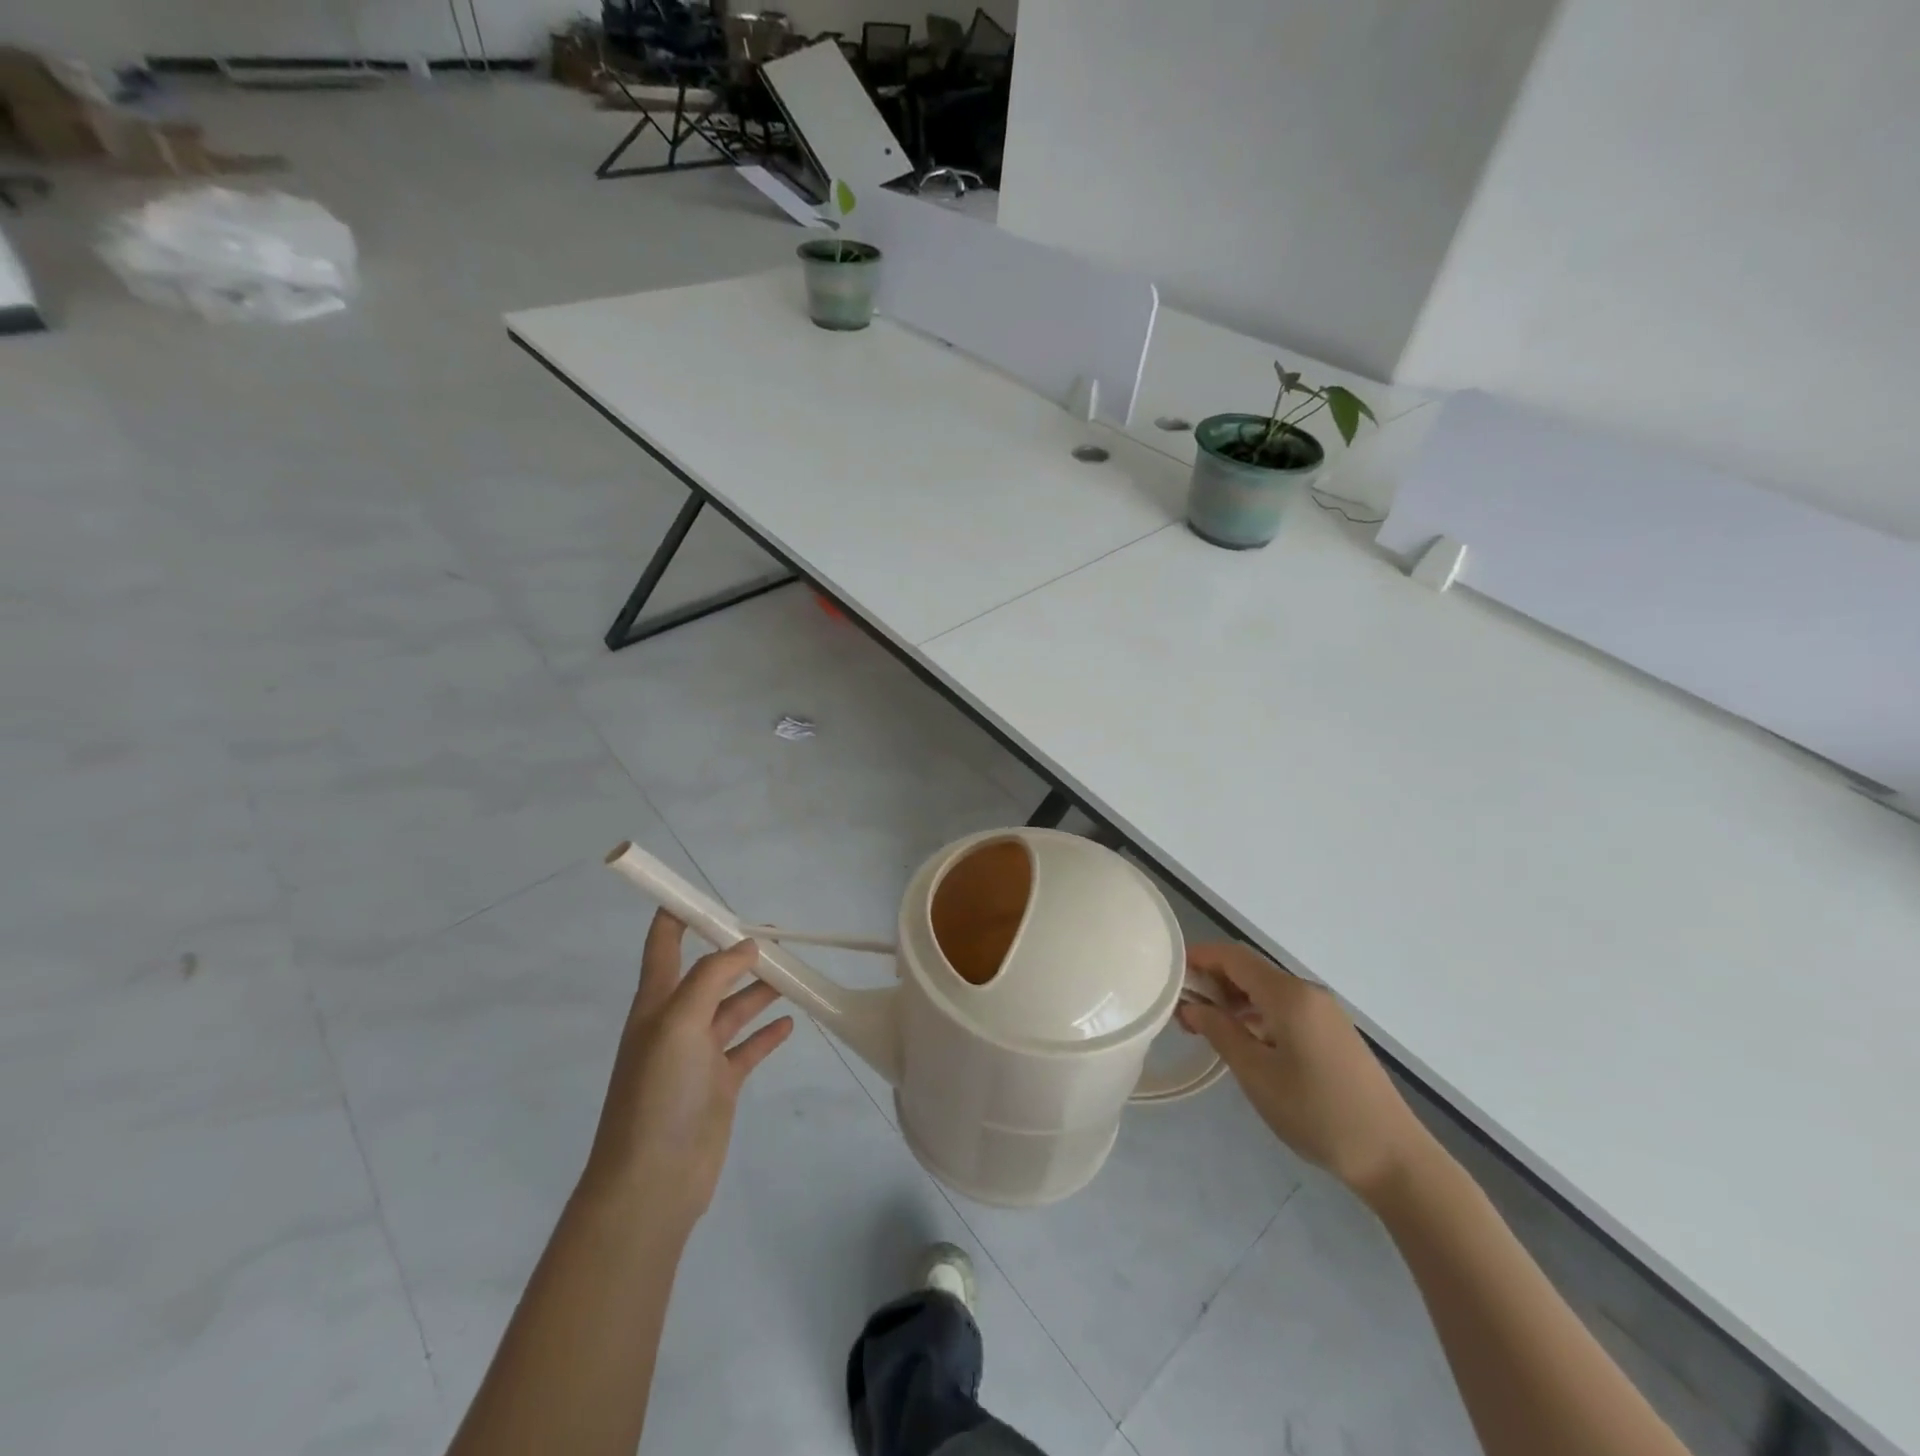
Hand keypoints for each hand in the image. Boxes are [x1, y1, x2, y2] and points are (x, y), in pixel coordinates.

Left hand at [580, 911, 794, 1230]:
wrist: (652, 1181)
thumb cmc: (657, 1092)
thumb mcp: (678, 1022)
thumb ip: (712, 977)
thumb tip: (746, 945)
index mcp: (657, 1002)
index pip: (664, 945)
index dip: (678, 915)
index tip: (704, 892)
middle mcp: (676, 1023)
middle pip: (710, 974)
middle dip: (737, 951)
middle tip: (777, 934)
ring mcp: (699, 1055)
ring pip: (734, 1008)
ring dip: (760, 989)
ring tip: (793, 973)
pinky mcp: (720, 1084)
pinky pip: (748, 1048)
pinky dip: (768, 1033)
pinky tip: (791, 1022)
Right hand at [1178, 943, 1429, 1200]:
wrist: (1393, 1157)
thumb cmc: (1317, 1113)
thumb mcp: (1256, 1074)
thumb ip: (1219, 1032)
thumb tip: (1190, 1006)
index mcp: (1288, 995)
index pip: (1233, 957)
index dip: (1199, 957)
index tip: (1167, 971)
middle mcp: (1307, 992)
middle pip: (1250, 970)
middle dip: (1212, 980)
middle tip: (1181, 1008)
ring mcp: (1324, 1012)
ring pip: (1267, 990)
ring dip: (1233, 999)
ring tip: (1205, 1027)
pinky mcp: (1332, 1032)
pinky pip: (1284, 1007)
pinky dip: (1256, 1013)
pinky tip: (1243, 1040)